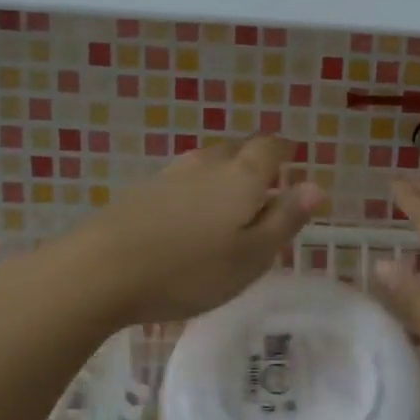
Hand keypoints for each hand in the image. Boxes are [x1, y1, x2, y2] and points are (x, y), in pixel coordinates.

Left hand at [69, 136, 325, 327]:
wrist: (102, 271)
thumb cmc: (190, 271)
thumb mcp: (251, 256)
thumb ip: (285, 219)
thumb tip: (317, 185)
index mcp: (241, 178)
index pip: (269, 149)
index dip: (284, 149)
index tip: (293, 154)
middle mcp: (206, 166)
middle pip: (236, 148)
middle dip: (254, 156)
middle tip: (266, 176)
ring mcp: (169, 176)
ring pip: (206, 161)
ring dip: (223, 169)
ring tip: (230, 190)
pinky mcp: (140, 193)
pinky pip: (180, 179)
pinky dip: (195, 186)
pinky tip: (189, 208)